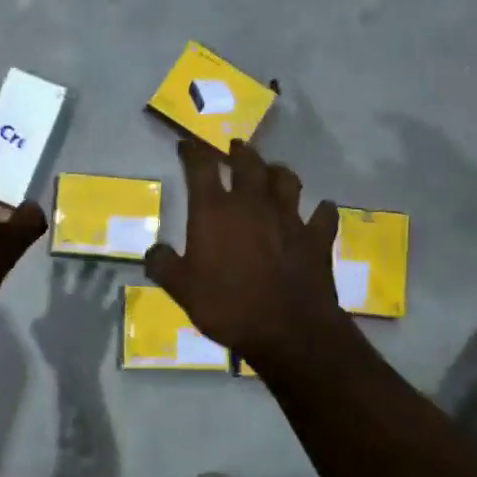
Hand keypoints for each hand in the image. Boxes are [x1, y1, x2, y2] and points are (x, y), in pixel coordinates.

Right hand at [144, 137, 352, 366]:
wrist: (288, 331)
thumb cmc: (227, 306)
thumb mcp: (181, 290)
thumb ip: (164, 265)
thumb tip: (153, 251)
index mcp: (215, 210)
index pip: (201, 167)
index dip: (193, 152)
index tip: (187, 145)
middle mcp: (252, 204)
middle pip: (248, 163)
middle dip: (238, 152)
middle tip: (234, 148)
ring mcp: (289, 217)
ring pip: (286, 179)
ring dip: (277, 172)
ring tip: (272, 172)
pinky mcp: (316, 237)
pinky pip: (322, 215)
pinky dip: (321, 211)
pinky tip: (320, 210)